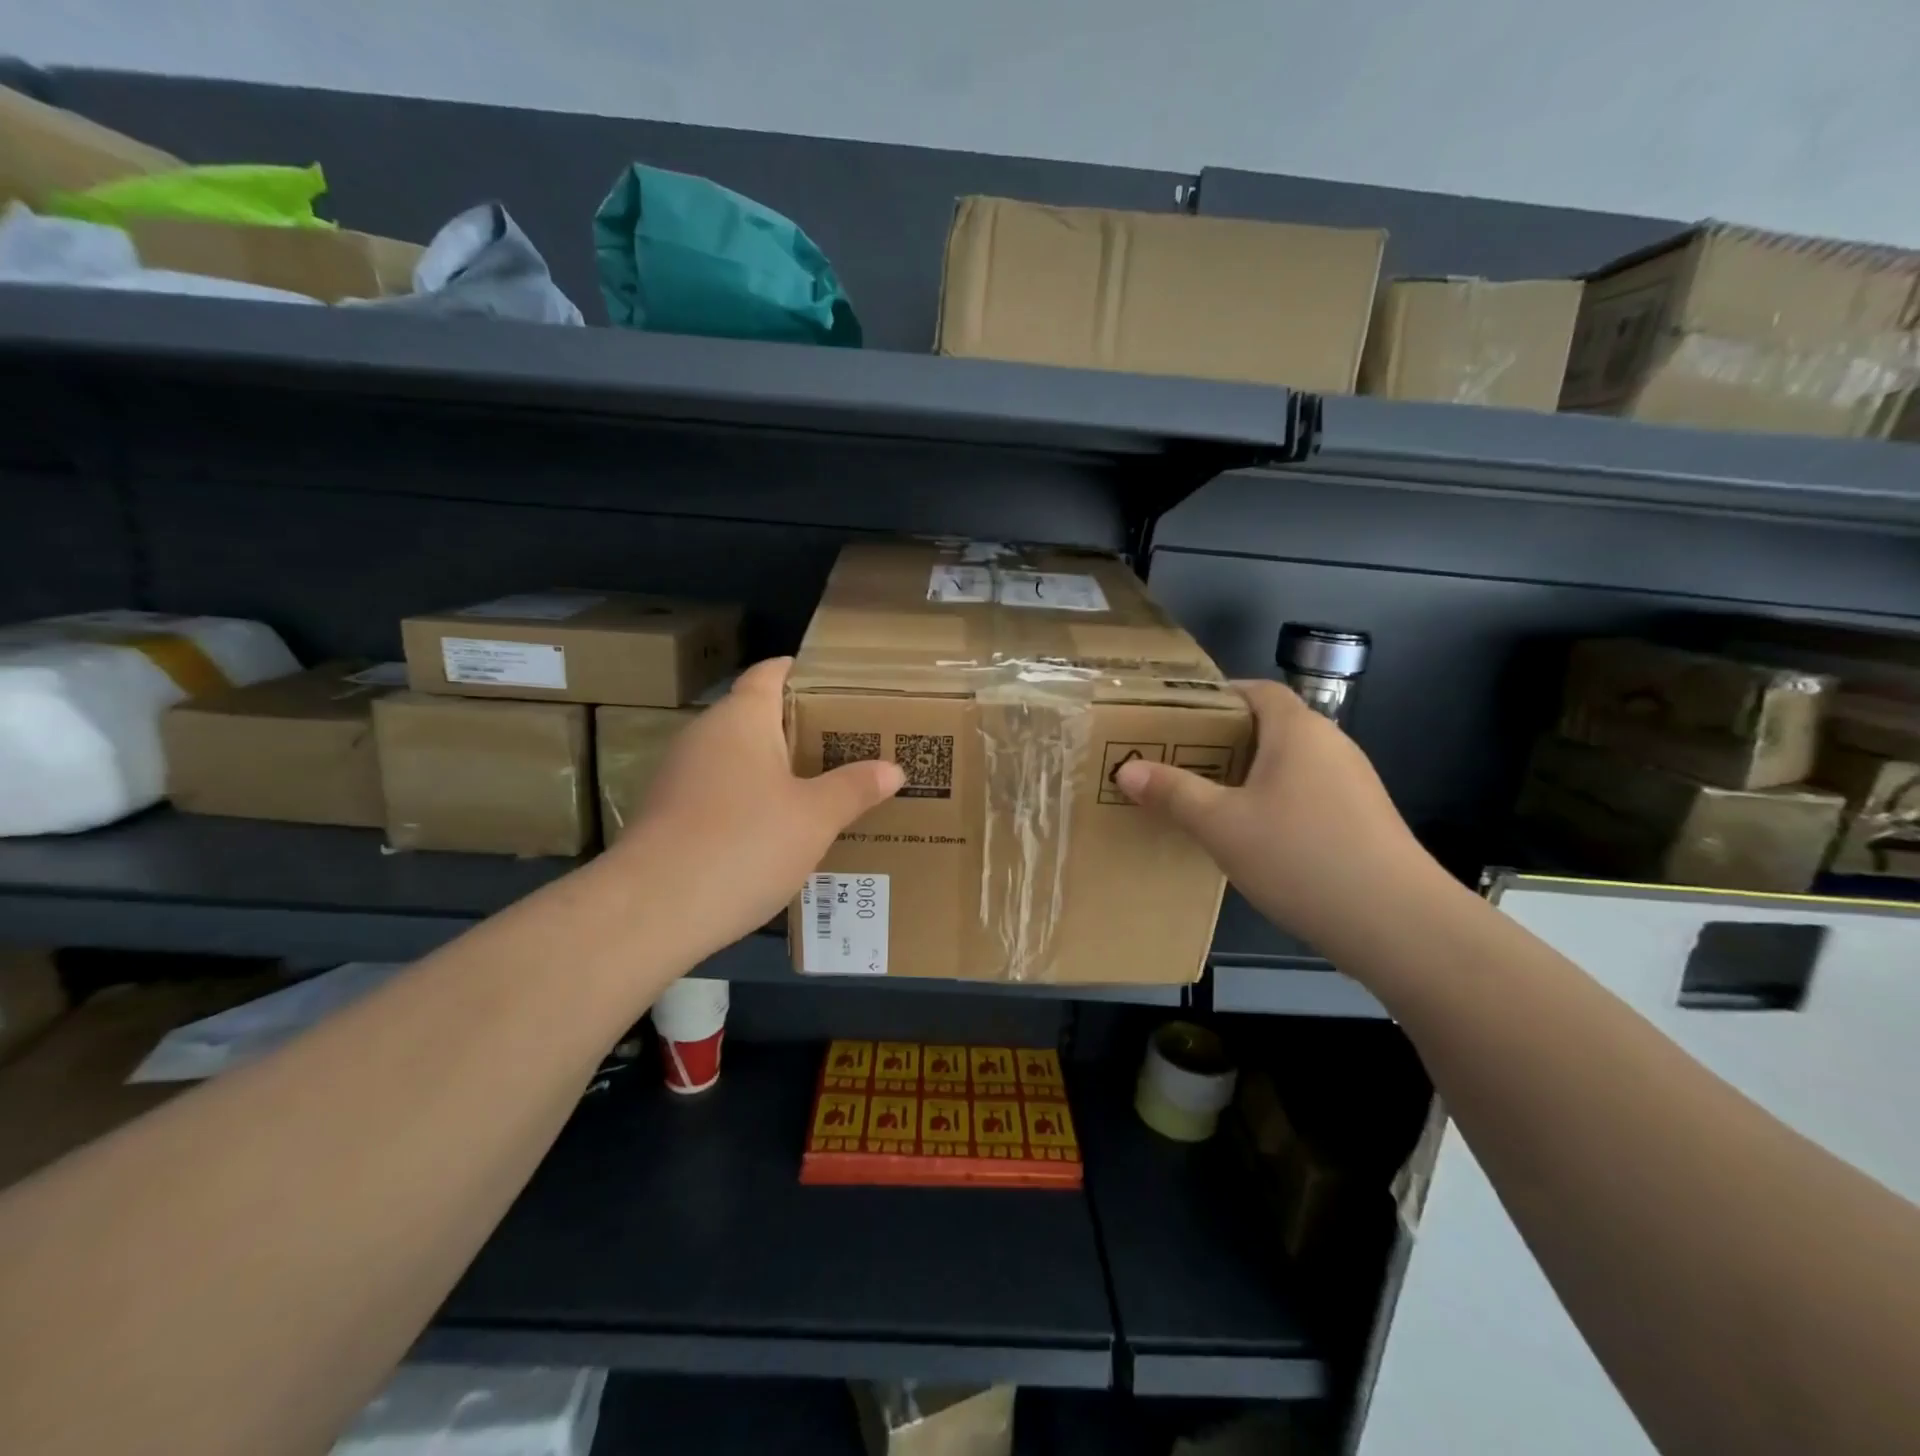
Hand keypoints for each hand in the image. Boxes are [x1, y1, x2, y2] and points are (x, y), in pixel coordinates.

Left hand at [613, 657, 903, 959]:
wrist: (652, 910)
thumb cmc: (744, 843)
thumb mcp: (814, 817)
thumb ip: (855, 788)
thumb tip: (893, 769)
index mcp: (741, 719)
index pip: (770, 673)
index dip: (801, 672)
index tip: (838, 683)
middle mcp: (705, 736)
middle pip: (757, 717)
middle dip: (801, 727)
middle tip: (849, 742)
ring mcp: (680, 776)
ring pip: (739, 759)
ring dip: (776, 769)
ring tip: (822, 786)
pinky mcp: (669, 815)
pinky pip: (722, 792)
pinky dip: (752, 800)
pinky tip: (778, 830)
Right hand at [1116, 679, 1440, 956]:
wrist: (1397, 924)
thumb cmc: (1300, 855)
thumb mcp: (1222, 824)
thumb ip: (1173, 792)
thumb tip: (1126, 769)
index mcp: (1298, 730)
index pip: (1257, 691)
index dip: (1219, 697)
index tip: (1178, 719)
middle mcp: (1331, 746)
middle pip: (1271, 726)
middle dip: (1224, 741)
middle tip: (1180, 762)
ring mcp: (1353, 784)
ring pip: (1289, 764)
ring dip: (1249, 775)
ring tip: (1207, 799)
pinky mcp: (1363, 821)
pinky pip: (1307, 794)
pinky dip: (1274, 802)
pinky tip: (1252, 837)